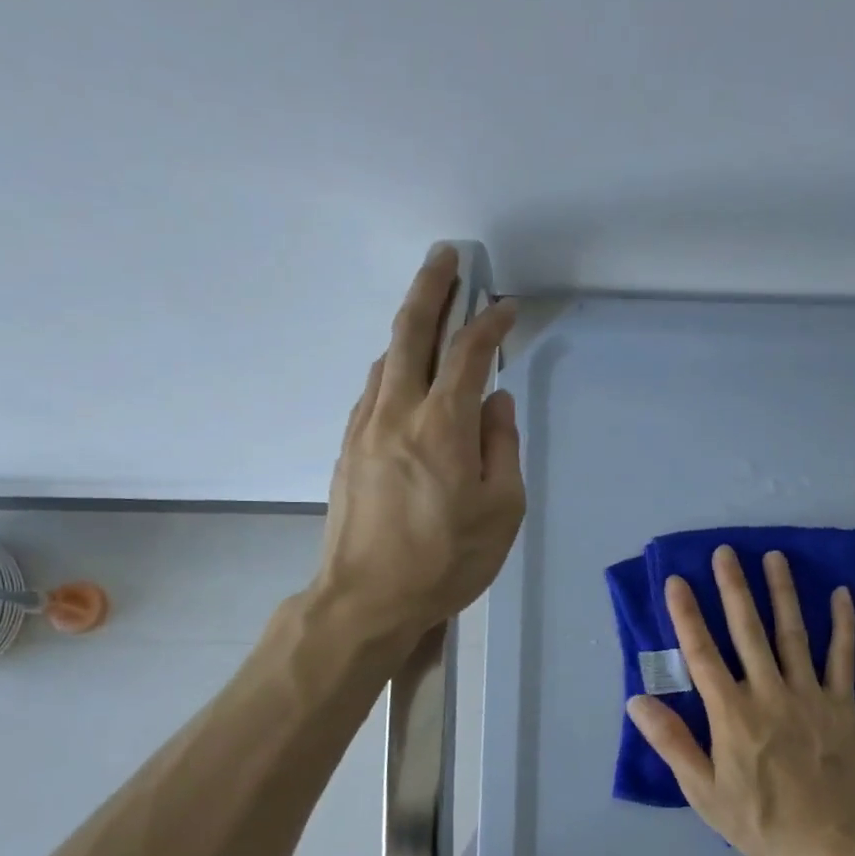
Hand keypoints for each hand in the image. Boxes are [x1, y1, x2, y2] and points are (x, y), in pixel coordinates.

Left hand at [314, 245, 525, 641]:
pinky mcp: (348, 448)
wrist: (366, 599)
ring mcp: (365, 428)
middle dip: (431, 286)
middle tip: (446, 256)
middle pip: (411, 331)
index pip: (469, 354)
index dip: (490, 323)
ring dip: (409, 326)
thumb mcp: (502, 512)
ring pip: (388, 359)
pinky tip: (405, 374)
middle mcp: (398, 412)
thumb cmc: (446, 561)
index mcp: (443, 426)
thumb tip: (497, 403)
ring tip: (430, 311)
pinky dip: (394, 367)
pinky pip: (374, 391)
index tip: (507, 307)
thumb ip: (503, 449)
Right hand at [626, 547, 854, 855]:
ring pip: (792, 634)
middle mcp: (768, 693)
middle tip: (725, 553)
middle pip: (747, 631)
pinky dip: (843, 625)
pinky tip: (841, 594)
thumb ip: (672, 742)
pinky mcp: (842, 706)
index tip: (677, 581)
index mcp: (732, 714)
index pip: (702, 654)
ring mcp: (809, 696)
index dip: (687, 615)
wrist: (830, 845)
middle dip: (734, 589)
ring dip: (782, 593)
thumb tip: (638, 700)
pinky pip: (842, 658)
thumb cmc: (758, 820)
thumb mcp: (703, 791)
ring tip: (774, 557)